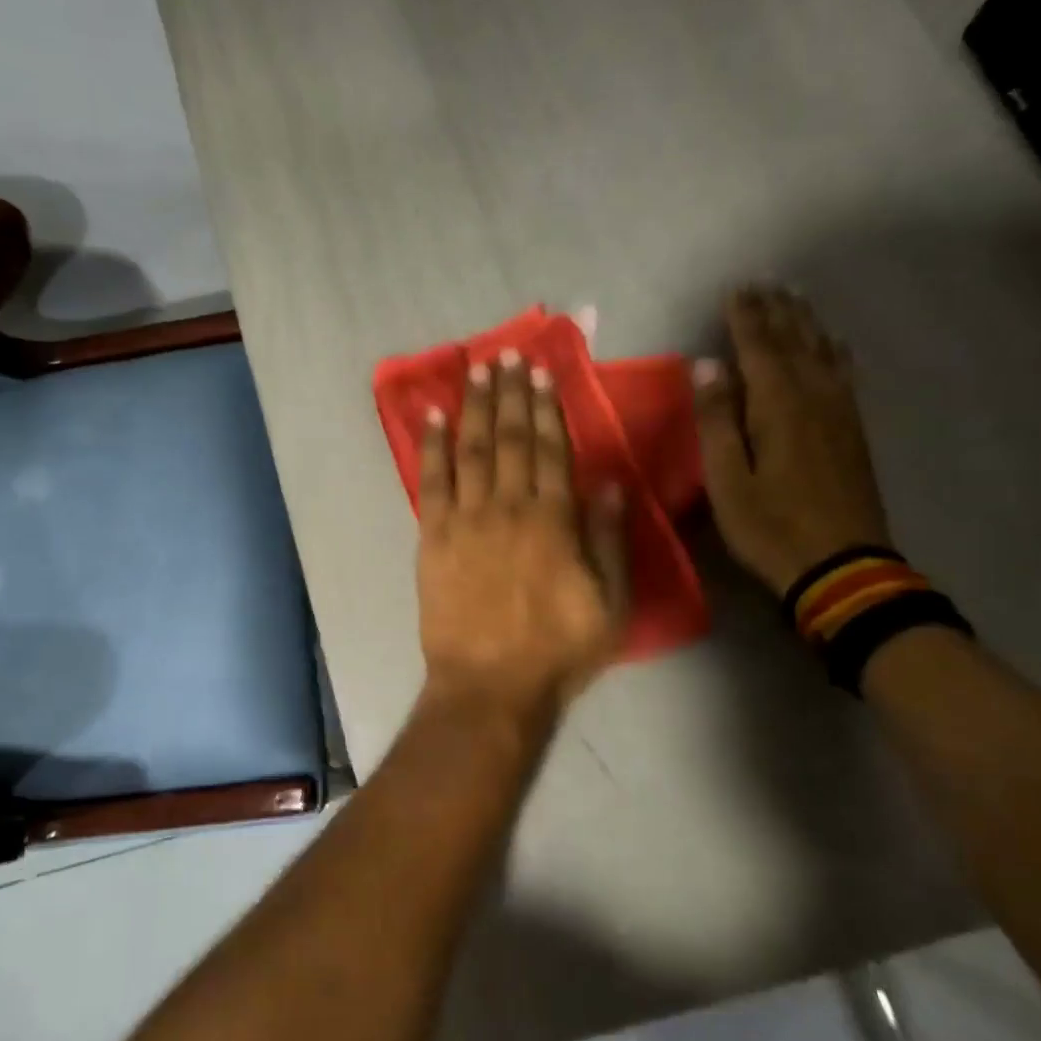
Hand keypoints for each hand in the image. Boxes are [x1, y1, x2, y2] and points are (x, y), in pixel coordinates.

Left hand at [416, 351, 628, 716]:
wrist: (489, 686)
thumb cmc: (557, 651)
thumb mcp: (610, 603)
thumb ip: (608, 539)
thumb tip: (608, 483)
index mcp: (554, 520)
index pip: (550, 449)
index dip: (546, 408)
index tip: (542, 373)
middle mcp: (508, 508)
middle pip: (509, 439)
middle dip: (511, 393)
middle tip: (509, 355)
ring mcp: (465, 520)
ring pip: (471, 450)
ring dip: (474, 406)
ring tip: (476, 369)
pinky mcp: (432, 538)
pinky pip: (430, 482)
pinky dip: (431, 446)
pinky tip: (432, 416)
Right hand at [691, 287, 893, 595]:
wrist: (841, 564)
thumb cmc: (770, 526)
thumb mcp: (727, 480)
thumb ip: (717, 421)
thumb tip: (708, 366)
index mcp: (778, 406)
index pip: (759, 348)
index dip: (745, 318)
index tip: (735, 290)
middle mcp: (814, 397)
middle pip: (795, 342)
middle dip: (777, 312)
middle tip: (764, 284)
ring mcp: (840, 413)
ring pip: (823, 353)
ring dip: (806, 324)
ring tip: (794, 299)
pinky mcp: (853, 431)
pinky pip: (844, 374)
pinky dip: (834, 351)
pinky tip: (834, 344)